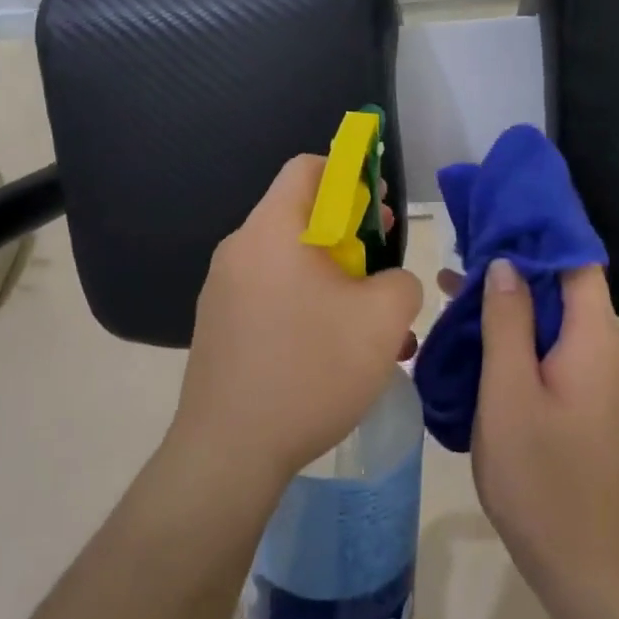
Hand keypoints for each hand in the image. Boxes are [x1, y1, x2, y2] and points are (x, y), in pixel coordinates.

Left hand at [166, 156, 424, 503]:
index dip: (350, 176)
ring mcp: (221, 289)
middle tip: (381, 270)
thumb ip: (401, 281)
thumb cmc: (310, 370)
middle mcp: (239, 248)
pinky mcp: (218, 325)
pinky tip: (331, 351)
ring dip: (332, 279)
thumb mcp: (382, 320)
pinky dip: (305, 305)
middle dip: (349, 235)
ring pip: (289, 262)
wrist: (229, 451)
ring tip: (367, 324)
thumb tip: (386, 281)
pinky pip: (270, 294)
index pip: (307, 167)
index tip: (378, 212)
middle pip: (300, 215)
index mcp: (272, 229)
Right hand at [468, 259, 618, 598]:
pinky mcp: (597, 400)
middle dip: (513, 271)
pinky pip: (561, 350)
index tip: (494, 215)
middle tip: (456, 260)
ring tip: (453, 295)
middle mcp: (614, 349)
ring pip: (559, 322)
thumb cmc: (540, 476)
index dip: (538, 233)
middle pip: (565, 289)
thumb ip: (508, 320)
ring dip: (513, 307)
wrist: (585, 567)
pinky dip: (525, 338)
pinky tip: (483, 340)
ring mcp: (608, 378)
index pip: (575, 261)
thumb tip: (505, 262)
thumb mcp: (508, 391)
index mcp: (598, 339)